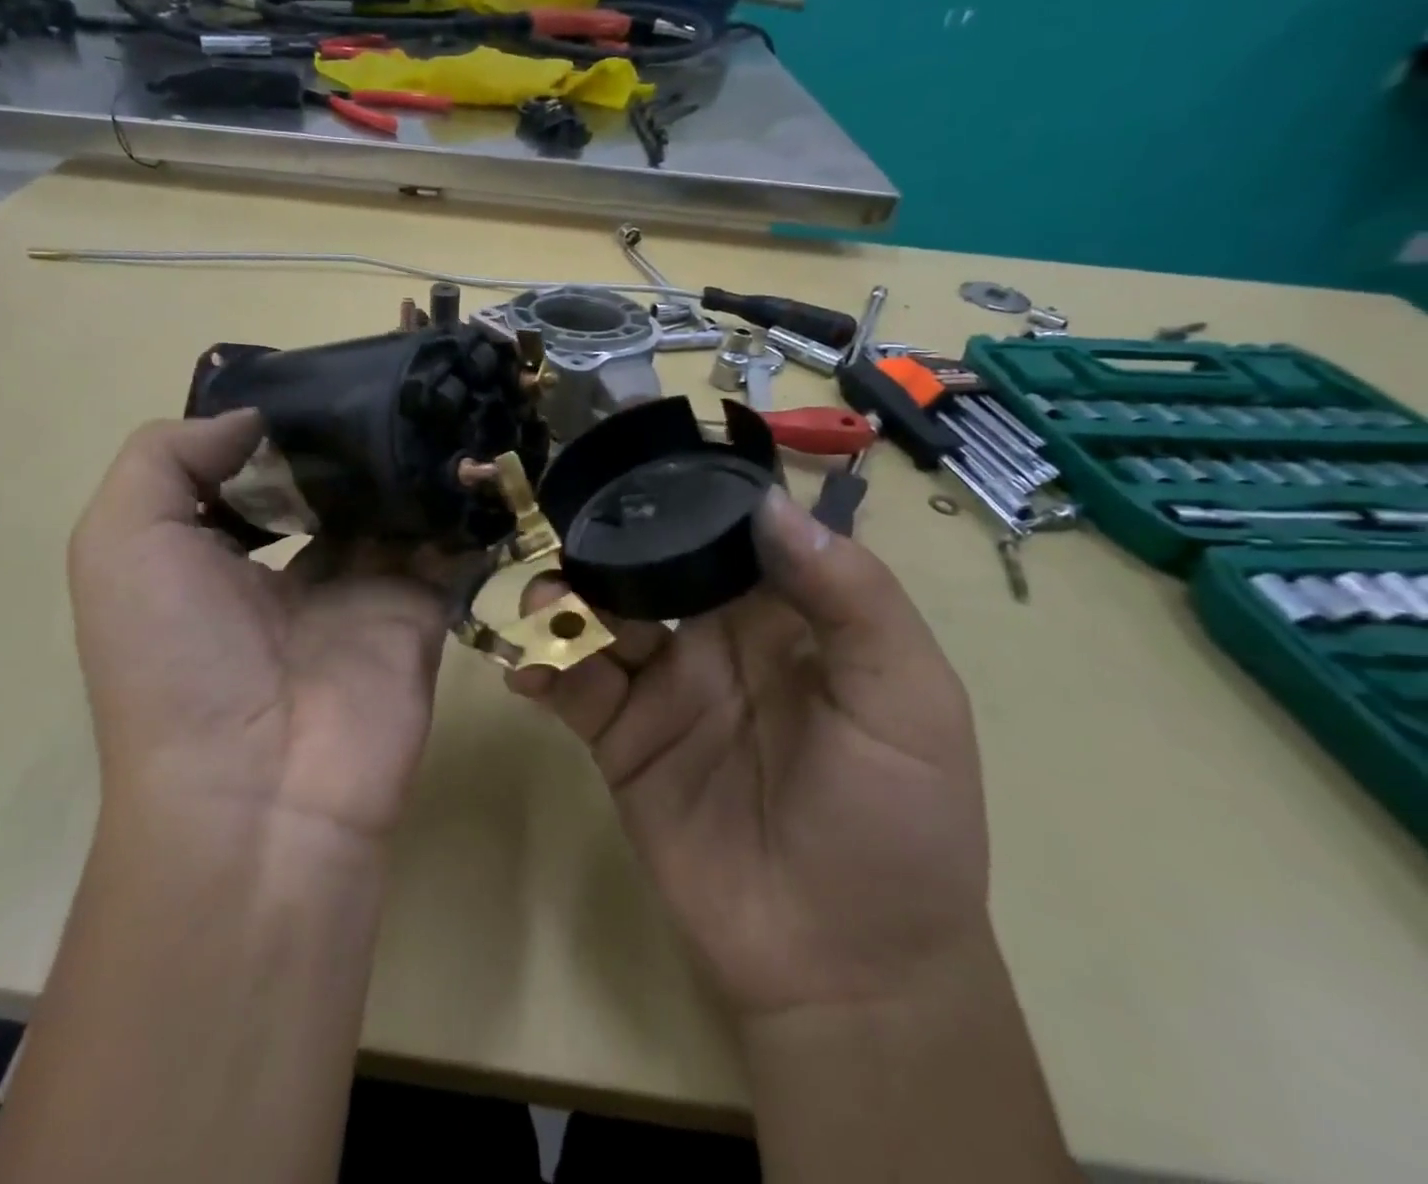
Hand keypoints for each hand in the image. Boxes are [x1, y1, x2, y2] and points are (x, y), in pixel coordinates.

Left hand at [69, 412, 453, 840]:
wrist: (260, 788)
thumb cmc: (175, 657)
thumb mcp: (122, 542)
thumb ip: (168, 458)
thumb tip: (251, 420)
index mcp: (213, 555)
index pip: (248, 472)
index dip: (272, 426)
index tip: (311, 378)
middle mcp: (287, 570)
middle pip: (326, 484)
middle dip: (349, 437)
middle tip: (386, 376)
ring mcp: (360, 589)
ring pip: (389, 507)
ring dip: (406, 463)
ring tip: (432, 397)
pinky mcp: (419, 609)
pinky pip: (444, 546)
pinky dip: (458, 505)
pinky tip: (469, 453)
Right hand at [511, 487, 989, 1015]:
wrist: (843, 967)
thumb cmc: (898, 824)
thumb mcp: (905, 700)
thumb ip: (851, 598)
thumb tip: (769, 506)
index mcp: (783, 614)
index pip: (726, 533)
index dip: (685, 497)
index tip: (633, 464)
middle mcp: (714, 636)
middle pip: (649, 567)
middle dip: (606, 545)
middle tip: (563, 531)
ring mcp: (662, 687)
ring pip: (600, 618)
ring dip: (563, 600)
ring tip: (542, 603)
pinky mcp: (621, 738)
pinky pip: (572, 687)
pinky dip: (542, 667)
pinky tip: (525, 668)